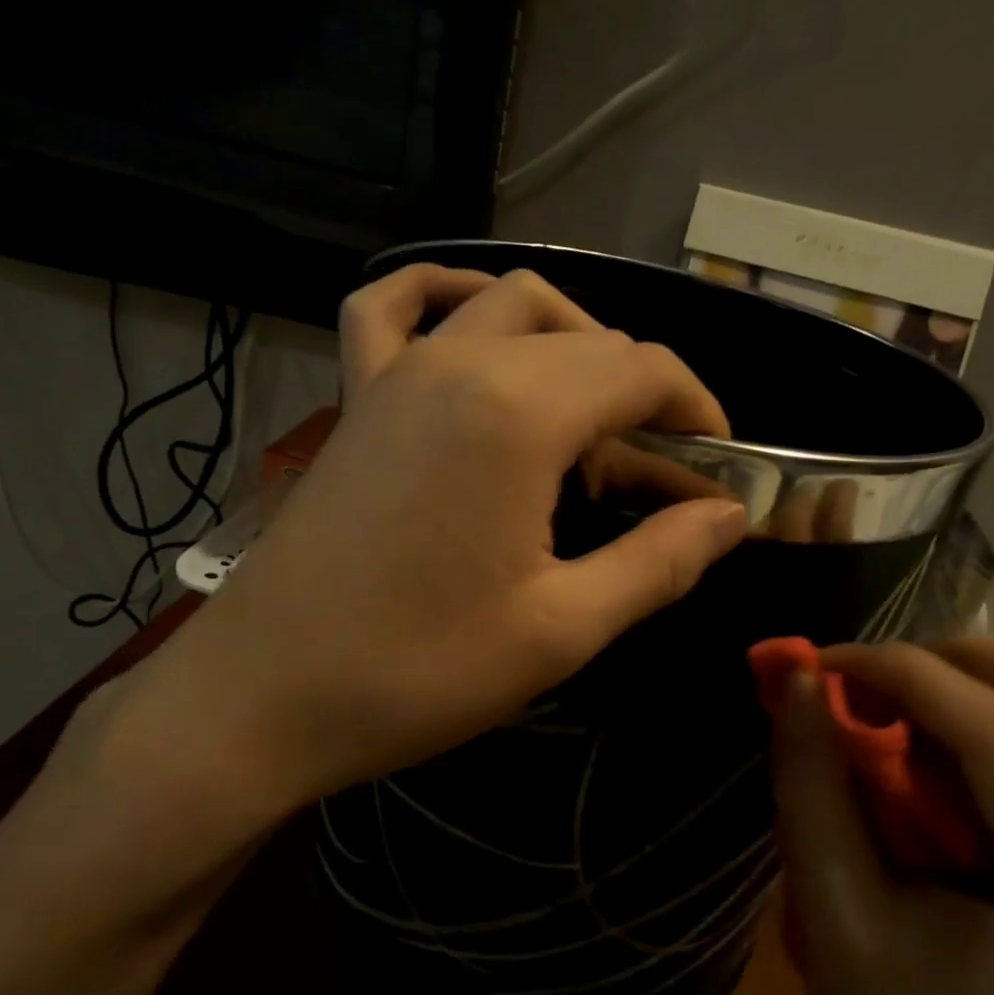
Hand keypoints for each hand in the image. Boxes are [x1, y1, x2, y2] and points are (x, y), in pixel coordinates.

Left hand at [112, 264, 748, 830]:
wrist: (263, 697)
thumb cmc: (417, 671)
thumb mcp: (561, 629)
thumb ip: (659, 561)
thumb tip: (729, 517)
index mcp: (519, 414)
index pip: (643, 370)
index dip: (698, 412)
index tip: (719, 473)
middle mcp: (460, 364)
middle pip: (587, 341)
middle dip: (644, 396)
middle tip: (660, 478)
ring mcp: (397, 371)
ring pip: (508, 306)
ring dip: (571, 341)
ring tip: (589, 412)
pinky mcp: (358, 397)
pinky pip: (392, 307)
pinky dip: (443, 297)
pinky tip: (472, 324)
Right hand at [771, 637, 993, 994]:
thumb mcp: (837, 918)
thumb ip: (813, 786)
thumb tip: (798, 676)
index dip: (899, 672)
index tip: (819, 662)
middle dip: (953, 657)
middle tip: (869, 683)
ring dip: (972, 682)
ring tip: (895, 720)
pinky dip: (991, 713)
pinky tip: (934, 757)